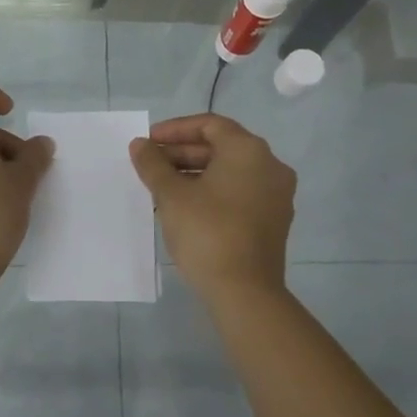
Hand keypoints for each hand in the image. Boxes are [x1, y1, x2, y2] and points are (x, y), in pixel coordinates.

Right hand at [130, 113, 296, 299]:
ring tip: (161, 186)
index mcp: (249, 151)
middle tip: (150, 164)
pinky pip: (239, 192)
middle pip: (221, 147)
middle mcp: (269, 165)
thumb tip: (140, 145)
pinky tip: (184, 206)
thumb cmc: (207, 232)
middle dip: (182, 152)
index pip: (209, 124)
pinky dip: (212, 191)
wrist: (244, 292)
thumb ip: (153, 164)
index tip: (149, 142)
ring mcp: (276, 194)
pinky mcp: (273, 220)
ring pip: (230, 171)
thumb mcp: (171, 195)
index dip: (175, 130)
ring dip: (194, 172)